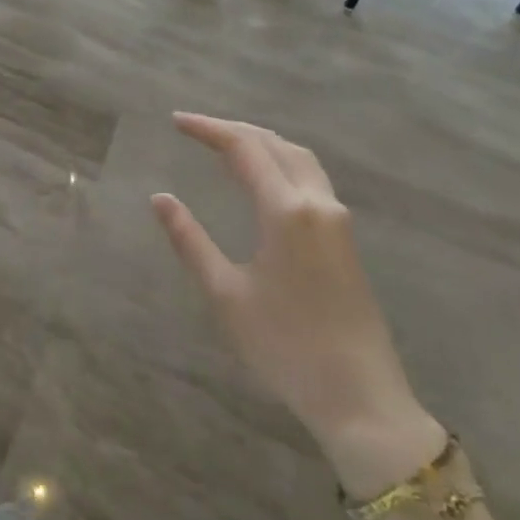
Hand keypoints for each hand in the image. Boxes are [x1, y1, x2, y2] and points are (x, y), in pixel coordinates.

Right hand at [152, 112, 443, 494]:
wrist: (360, 397)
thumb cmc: (285, 347)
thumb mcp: (225, 294)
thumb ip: (190, 240)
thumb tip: (160, 198)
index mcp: (286, 211)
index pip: (245, 149)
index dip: (209, 130)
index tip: (176, 122)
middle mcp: (317, 203)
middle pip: (275, 144)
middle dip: (234, 130)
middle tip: (194, 129)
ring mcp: (337, 220)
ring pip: (299, 158)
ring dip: (261, 142)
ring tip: (225, 145)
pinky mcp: (345, 238)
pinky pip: (310, 178)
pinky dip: (280, 162)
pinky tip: (262, 178)